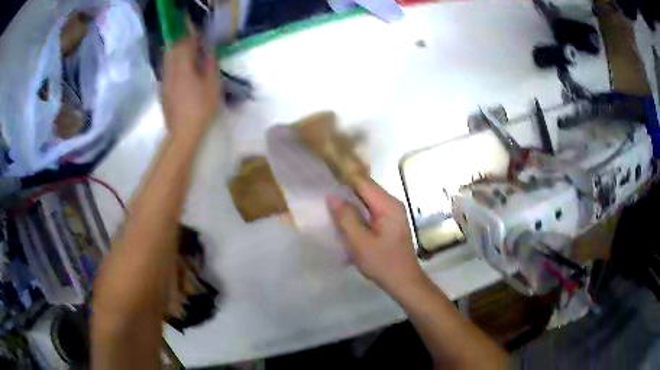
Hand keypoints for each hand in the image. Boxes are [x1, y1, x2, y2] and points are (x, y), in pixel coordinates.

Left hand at [162, 37, 220, 138]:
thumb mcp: (212, 85)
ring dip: (176, 52)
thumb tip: (208, 49)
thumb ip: (210, 64)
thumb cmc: (201, 109)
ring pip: (167, 59)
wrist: (182, 133)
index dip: (192, 35)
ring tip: (186, 53)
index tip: (199, 33)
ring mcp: (164, 82)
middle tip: (192, 41)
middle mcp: (170, 71)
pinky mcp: (162, 91)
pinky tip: (180, 71)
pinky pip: (166, 70)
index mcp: (183, 68)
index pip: (185, 44)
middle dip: (182, 41)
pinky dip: (172, 64)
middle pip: (173, 49)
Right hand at [327, 178, 424, 291]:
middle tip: (323, 190)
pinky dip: (357, 212)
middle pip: (366, 189)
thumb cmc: (382, 263)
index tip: (325, 175)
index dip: (344, 177)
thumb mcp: (359, 242)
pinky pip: (371, 210)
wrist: (403, 281)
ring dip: (351, 201)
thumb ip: (346, 218)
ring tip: (330, 203)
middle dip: (346, 189)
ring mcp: (393, 213)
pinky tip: (345, 218)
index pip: (363, 182)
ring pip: (367, 200)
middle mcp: (392, 204)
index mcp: (387, 205)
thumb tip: (331, 196)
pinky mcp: (390, 222)